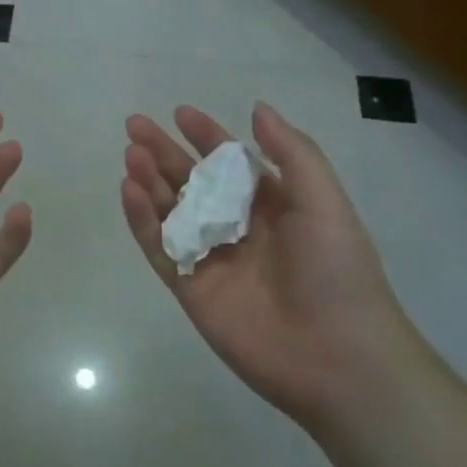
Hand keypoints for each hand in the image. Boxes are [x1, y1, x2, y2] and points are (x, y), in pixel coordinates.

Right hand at [121, 102, 416, 427]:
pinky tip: (129, 191)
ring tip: (131, 154)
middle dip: (164, 151)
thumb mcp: (323, 201)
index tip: (180, 113)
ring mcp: (211, 258)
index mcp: (272, 205)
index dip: (206, 136)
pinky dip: (142, 220)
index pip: (230, 161)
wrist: (337, 358)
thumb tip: (257, 108)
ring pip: (170, 211)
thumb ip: (291, 152)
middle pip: (191, 181)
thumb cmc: (336, 271)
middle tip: (135, 125)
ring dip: (149, 180)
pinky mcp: (190, 288)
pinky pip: (160, 247)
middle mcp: (237, 227)